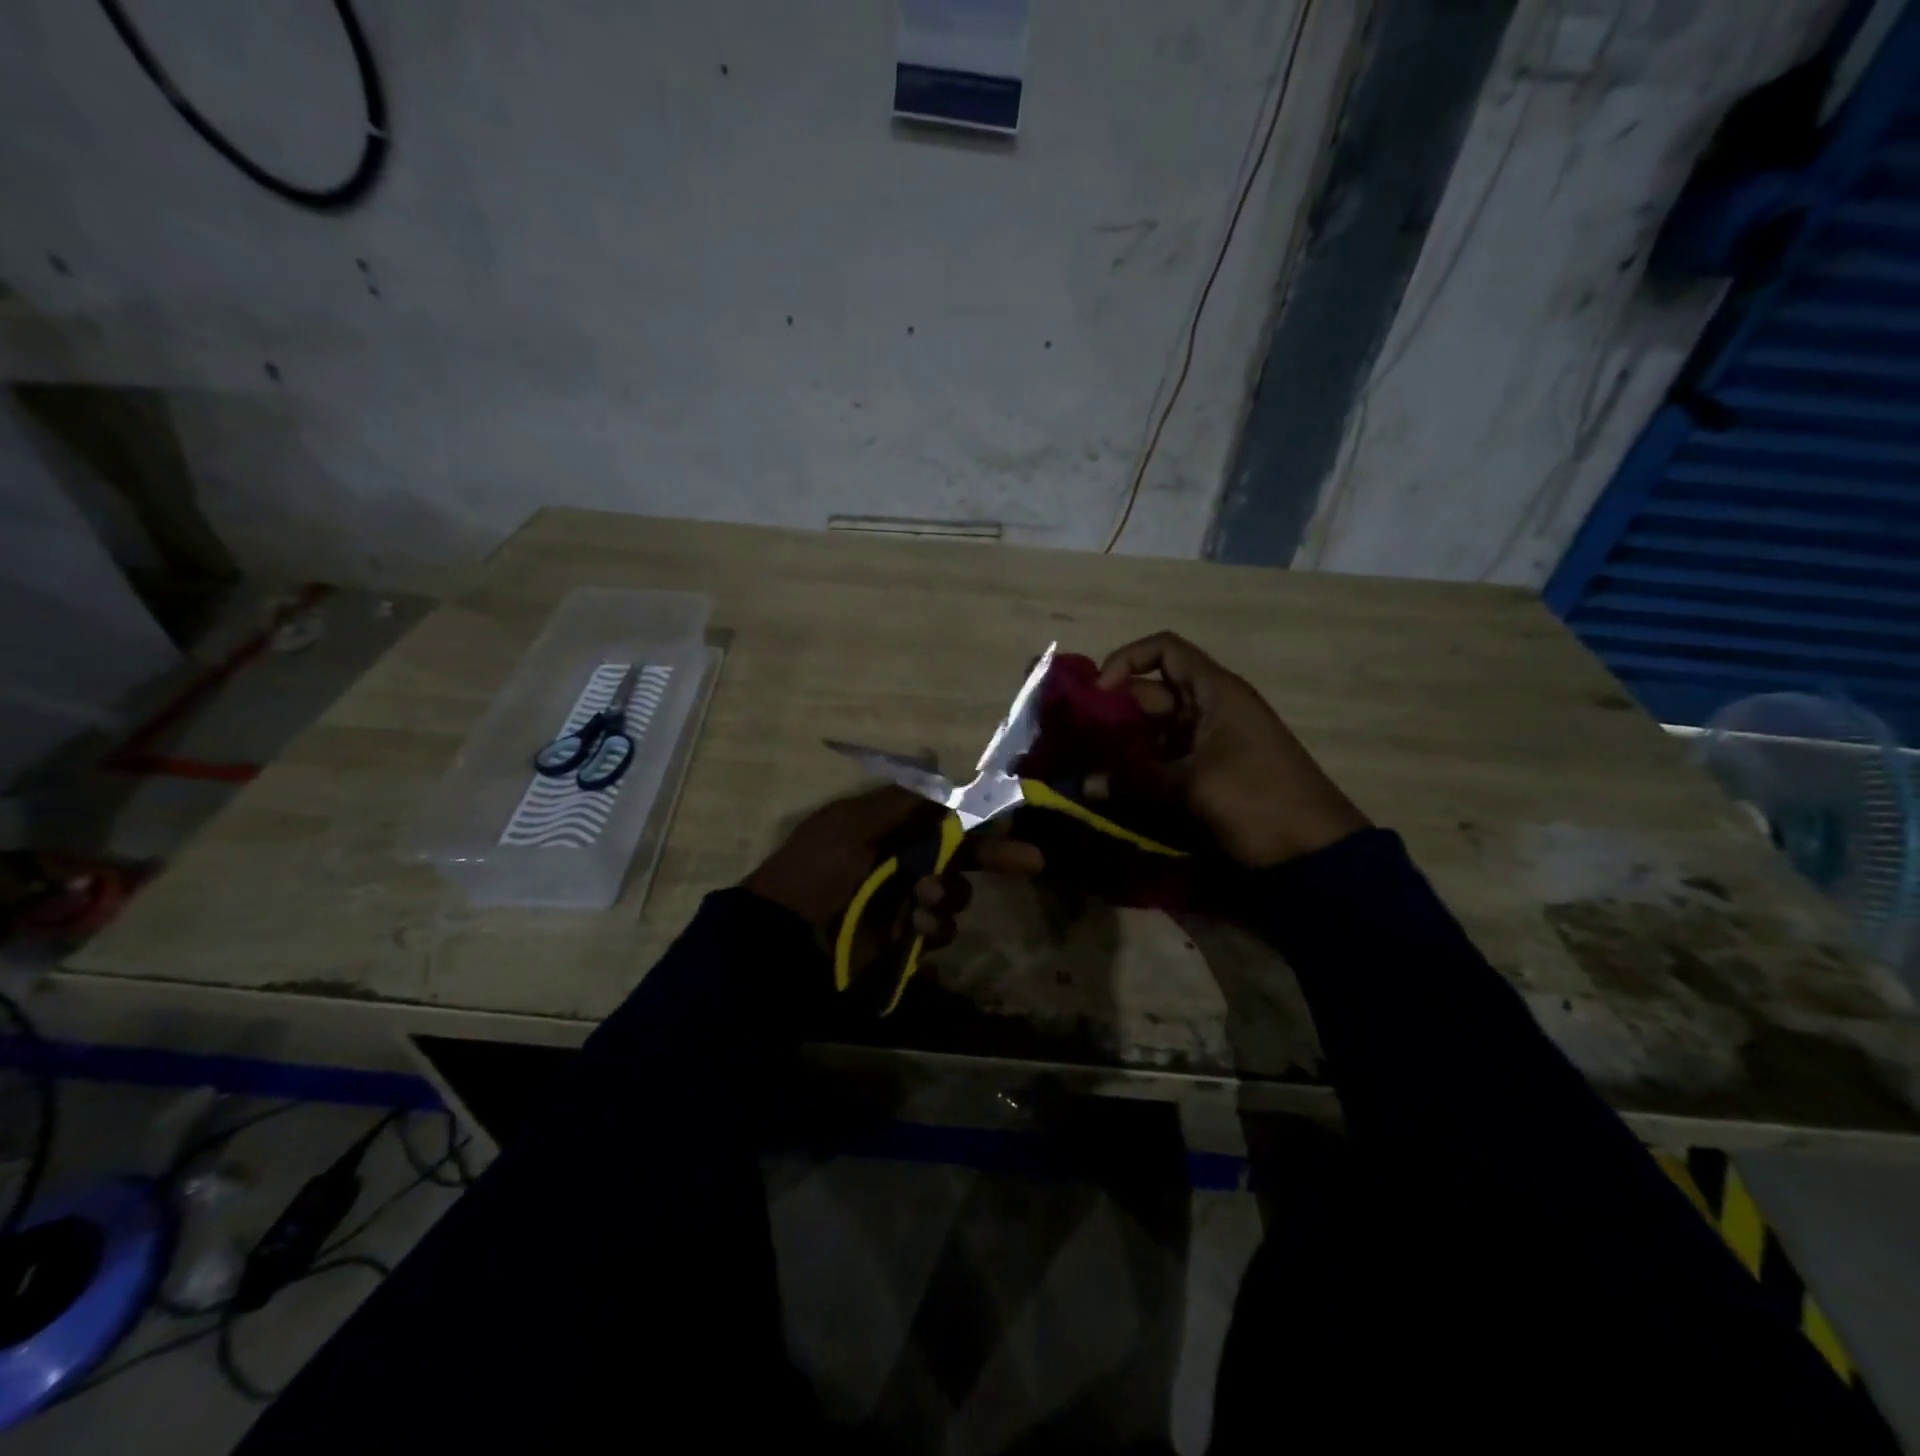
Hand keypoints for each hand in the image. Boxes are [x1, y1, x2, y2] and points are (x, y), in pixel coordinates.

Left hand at [742, 786, 1042, 970]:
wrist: (784, 936)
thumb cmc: (818, 868)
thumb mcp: (853, 823)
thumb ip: (900, 800)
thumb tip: (932, 754)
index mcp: (891, 828)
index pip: (945, 817)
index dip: (978, 817)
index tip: (1010, 819)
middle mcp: (904, 860)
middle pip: (962, 855)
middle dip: (995, 856)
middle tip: (1031, 861)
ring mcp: (905, 900)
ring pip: (954, 893)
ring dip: (947, 894)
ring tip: (922, 898)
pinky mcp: (904, 936)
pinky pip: (937, 927)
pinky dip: (932, 925)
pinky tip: (914, 926)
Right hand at [1095, 632, 1367, 867]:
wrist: (1315, 854)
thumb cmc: (1257, 803)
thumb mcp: (1192, 788)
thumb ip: (1134, 780)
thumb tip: (1083, 784)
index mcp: (1216, 693)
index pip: (1165, 650)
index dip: (1126, 661)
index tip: (1097, 694)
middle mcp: (1211, 709)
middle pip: (1152, 693)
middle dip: (1114, 712)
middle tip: (1076, 739)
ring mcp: (1211, 742)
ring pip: (1155, 730)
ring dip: (1123, 744)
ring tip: (1086, 765)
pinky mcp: (1209, 774)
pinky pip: (1166, 760)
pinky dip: (1141, 768)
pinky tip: (1112, 786)